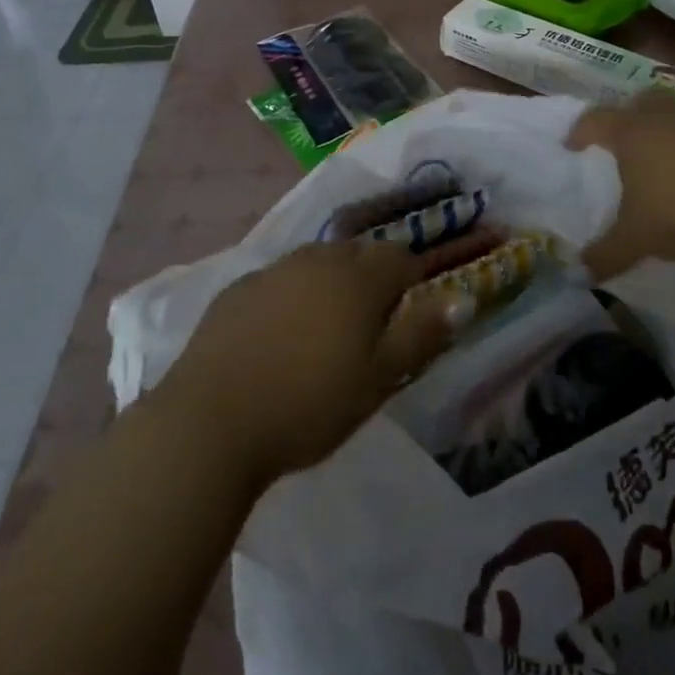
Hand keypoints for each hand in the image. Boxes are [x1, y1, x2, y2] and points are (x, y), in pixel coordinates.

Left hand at [157, 232, 499, 488]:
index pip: (400, 259)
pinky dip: (290, 295)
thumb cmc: (309, 404)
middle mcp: (318, 259)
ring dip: (330, 283)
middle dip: (371, 278)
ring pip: (317, 262)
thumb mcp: (379, 379)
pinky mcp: (238, 289)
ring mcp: (274, 270)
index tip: (408, 317)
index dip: (412, 282)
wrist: (211, 421)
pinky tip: (278, 334)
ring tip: (325, 328)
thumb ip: (422, 334)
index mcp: (358, 277)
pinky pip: (279, 280)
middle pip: (358, 254)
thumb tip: (462, 297)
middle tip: (369, 326)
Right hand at [567, 91, 674, 281]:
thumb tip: (580, 273)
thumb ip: (607, 254)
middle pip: (642, 101)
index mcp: (633, 132)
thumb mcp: (638, 240)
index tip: (573, 144)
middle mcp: (669, 115)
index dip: (581, 131)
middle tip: (629, 142)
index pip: (595, 120)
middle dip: (631, 117)